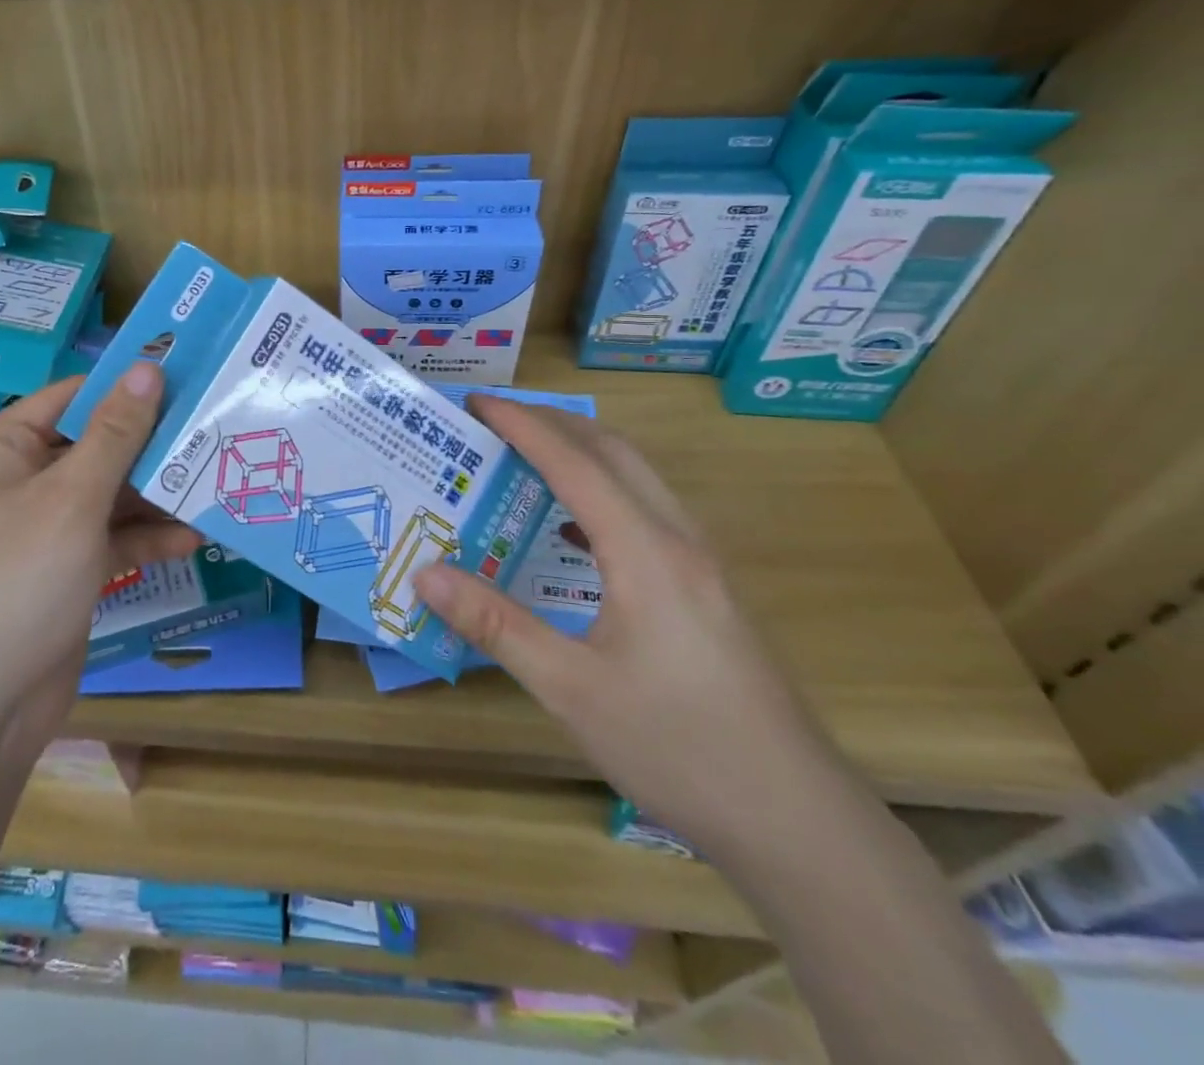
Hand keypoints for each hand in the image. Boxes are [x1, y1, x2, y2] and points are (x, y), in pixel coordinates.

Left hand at [0, 364, 200, 744]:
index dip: (129, 387)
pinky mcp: (67, 564)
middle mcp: (21, 477)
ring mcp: (45, 523)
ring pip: (111, 491)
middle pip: (98, 443)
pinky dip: (146, 536)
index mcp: (3, 446)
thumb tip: (148, 367)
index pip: (75, 396)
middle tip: (215, 431)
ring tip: (216, 483)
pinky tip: (192, 538)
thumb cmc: (20, 581)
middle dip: (152, 446)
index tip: (190, 379)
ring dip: (157, 494)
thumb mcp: (73, 499)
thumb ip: (115, 433)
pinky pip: (112, 534)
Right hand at [415, 397, 845, 856]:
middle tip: (495, 421)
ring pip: (639, 479)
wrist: (797, 821)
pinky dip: (603, 494)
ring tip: (526, 459)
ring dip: (582, 453)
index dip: (522, 425)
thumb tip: (426, 574)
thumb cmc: (677, 747)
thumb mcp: (570, 689)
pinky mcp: (709, 592)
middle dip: (553, 422)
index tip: (476, 402)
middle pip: (615, 452)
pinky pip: (649, 514)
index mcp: (646, 552)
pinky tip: (574, 530)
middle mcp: (679, 541)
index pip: (575, 463)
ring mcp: (703, 566)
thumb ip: (495, 624)